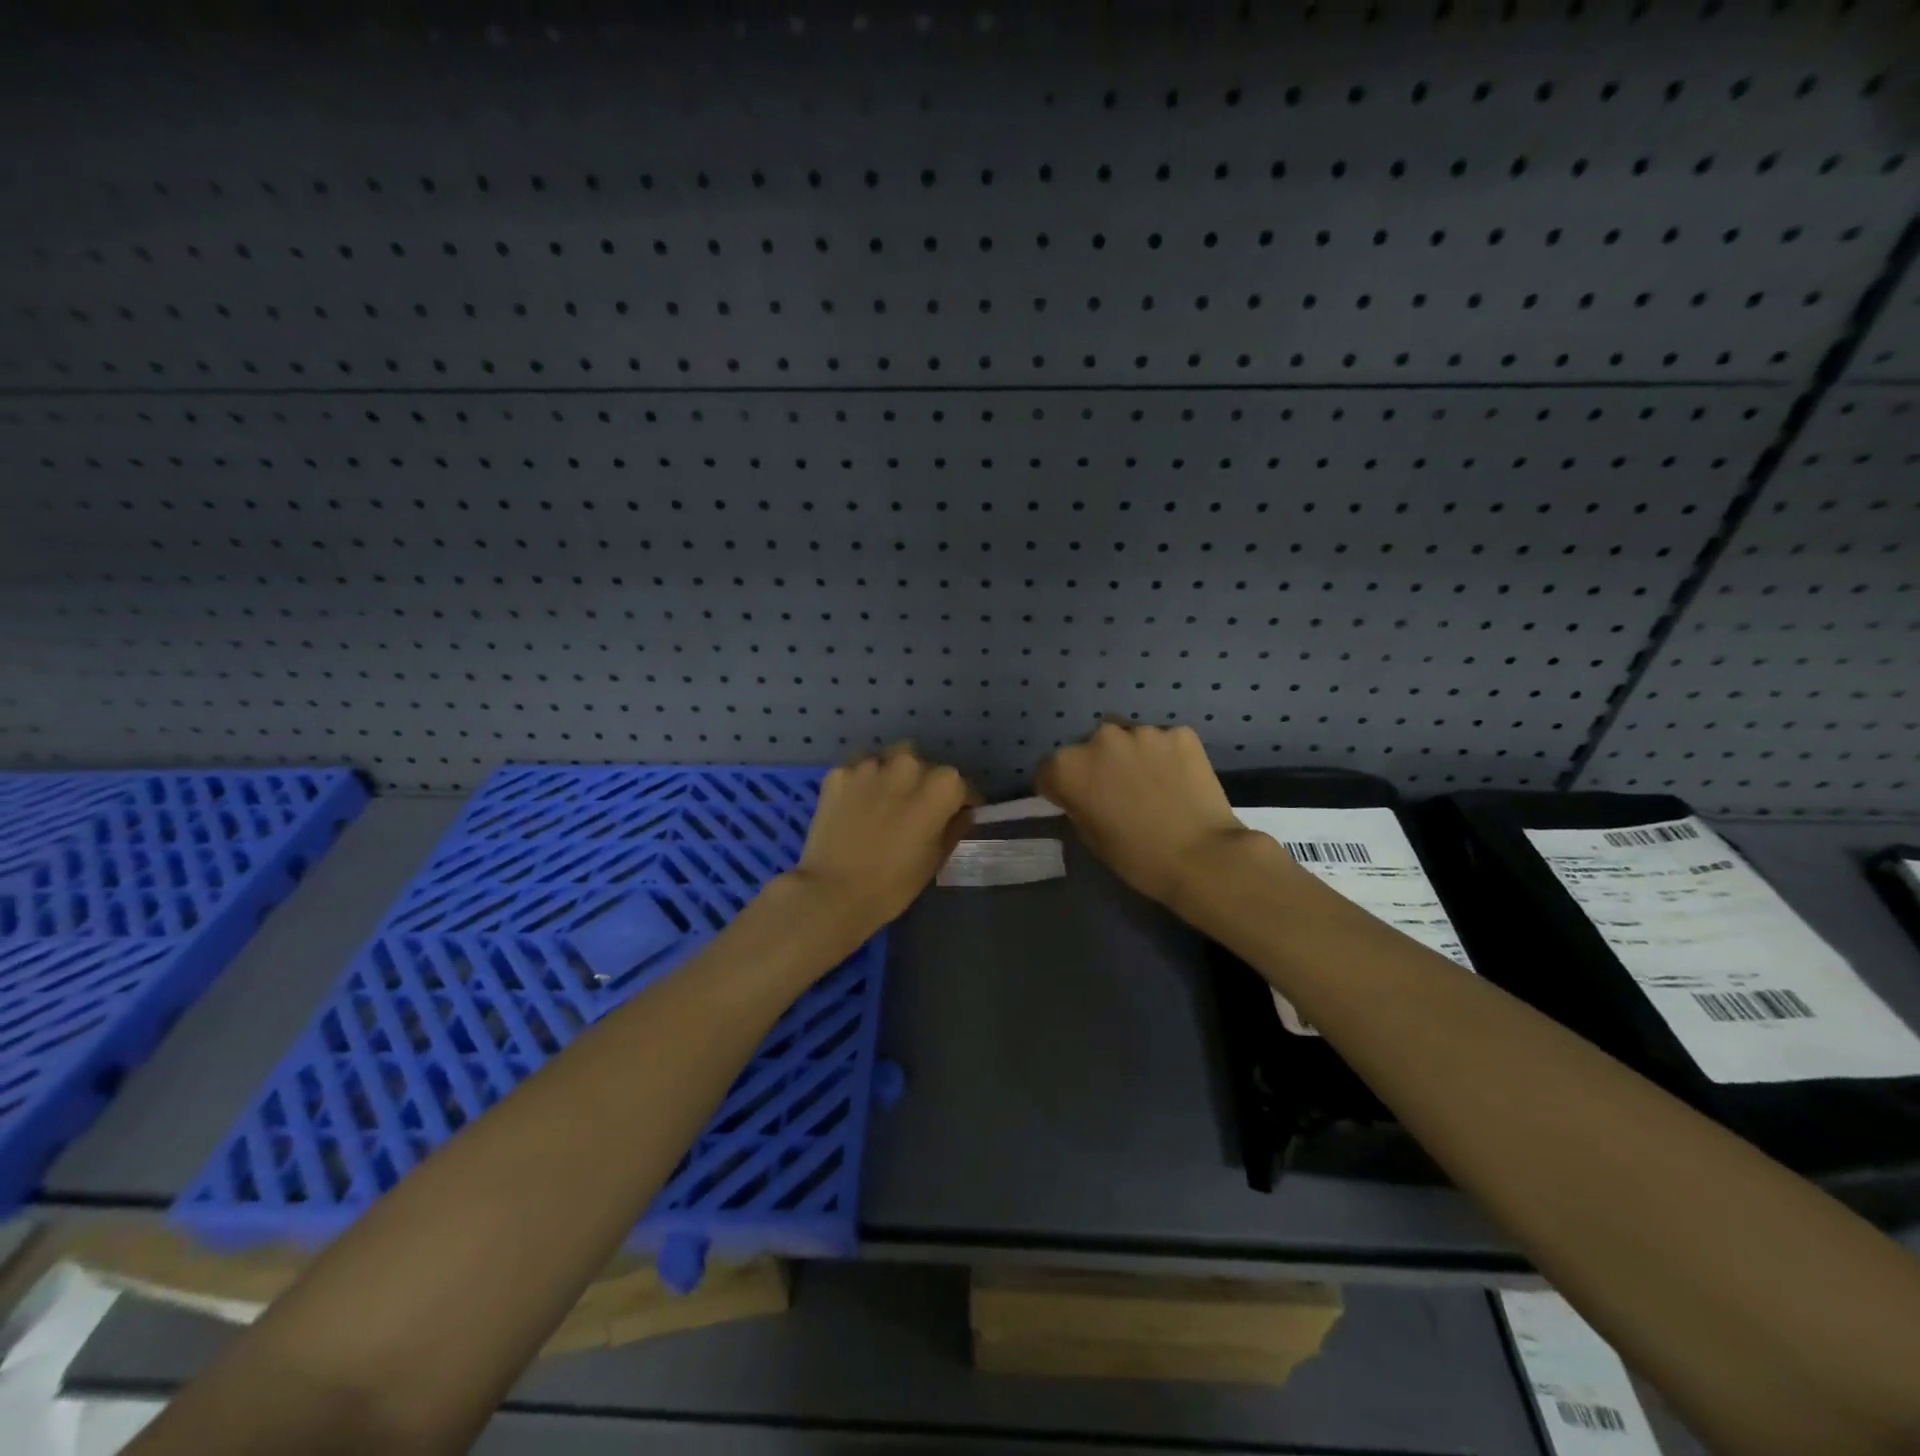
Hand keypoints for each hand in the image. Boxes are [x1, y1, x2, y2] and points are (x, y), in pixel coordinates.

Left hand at [785, 744, 975, 934]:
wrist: (833, 893)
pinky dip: (862, 783)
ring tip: (884, 802)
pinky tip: (856, 805)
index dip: (961, 801)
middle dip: (923, 783)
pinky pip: (858, 770)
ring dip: (892, 776)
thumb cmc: (894, 883)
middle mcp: (908, 764)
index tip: (957, 814)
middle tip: (915, 809)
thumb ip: (954, 827)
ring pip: (890, 760)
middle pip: (924, 765)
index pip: (961, 785)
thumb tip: (963, 813)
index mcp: (940, 786)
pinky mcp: (838, 772)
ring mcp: (870, 765)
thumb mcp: (935, 859)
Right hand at [1037, 722, 1262, 908]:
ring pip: (1128, 739)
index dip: (1059, 787)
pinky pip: (1163, 741)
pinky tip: (1177, 780)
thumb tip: (1085, 795)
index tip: (1074, 801)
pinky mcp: (1178, 732)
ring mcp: (1142, 731)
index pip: (1049, 769)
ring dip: (1132, 756)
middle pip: (1089, 748)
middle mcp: (1100, 738)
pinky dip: (1165, 755)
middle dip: (1098, 765)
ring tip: (1151, 784)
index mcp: (1070, 767)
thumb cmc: (1138, 858)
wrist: (1203, 857)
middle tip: (1117, 792)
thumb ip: (1079, 805)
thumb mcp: (1092, 838)